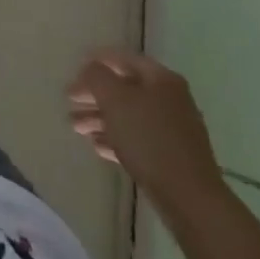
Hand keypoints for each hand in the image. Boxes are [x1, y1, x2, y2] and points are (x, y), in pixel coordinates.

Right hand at [67, 49, 228, 218]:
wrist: (190, 199)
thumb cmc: (149, 139)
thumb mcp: (115, 99)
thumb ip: (97, 77)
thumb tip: (91, 70)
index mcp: (161, 79)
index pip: (122, 58)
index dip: (96, 61)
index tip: (74, 71)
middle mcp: (169, 99)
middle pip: (124, 89)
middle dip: (94, 95)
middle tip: (69, 102)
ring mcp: (172, 130)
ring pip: (128, 116)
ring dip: (100, 118)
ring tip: (75, 127)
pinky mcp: (171, 157)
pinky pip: (137, 140)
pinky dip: (116, 139)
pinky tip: (97, 146)